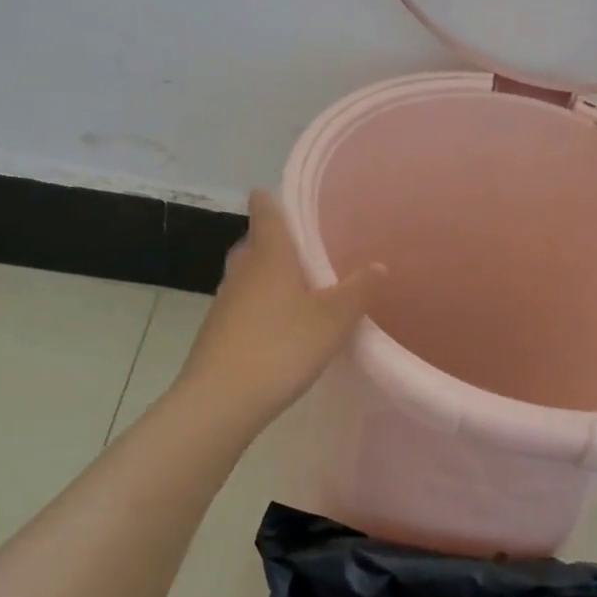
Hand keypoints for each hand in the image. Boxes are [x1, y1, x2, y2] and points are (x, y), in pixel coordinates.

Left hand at [174, 190, 384, 419]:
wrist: (219, 401)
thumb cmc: (281, 346)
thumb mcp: (333, 319)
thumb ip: (358, 290)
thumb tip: (378, 265)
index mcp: (270, 255)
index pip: (265, 210)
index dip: (272, 198)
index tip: (284, 195)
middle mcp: (243, 269)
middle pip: (256, 242)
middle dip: (278, 241)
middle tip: (308, 248)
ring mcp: (226, 301)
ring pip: (250, 275)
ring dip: (270, 276)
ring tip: (301, 287)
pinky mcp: (218, 331)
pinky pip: (244, 304)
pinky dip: (262, 305)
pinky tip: (281, 325)